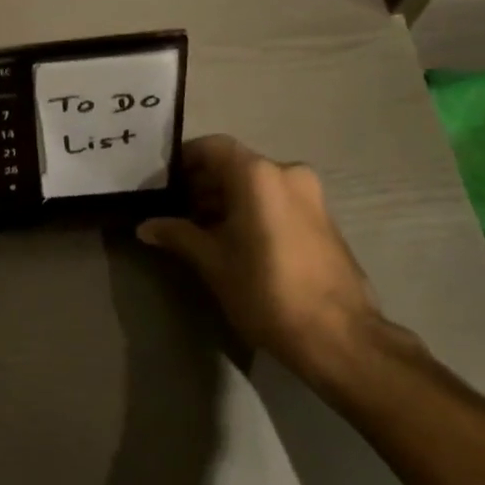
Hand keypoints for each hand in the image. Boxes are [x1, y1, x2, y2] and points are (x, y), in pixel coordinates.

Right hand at [138, 135, 381, 380]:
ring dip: (226, 199)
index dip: (182, 160)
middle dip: (202, 184)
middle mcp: (287, 173)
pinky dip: (251, 210)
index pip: (211, 147)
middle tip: (174, 211)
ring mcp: (310, 195)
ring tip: (199, 230)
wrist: (339, 336)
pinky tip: (232, 241)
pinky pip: (276, 200)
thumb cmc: (266, 290)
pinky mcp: (322, 218)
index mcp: (258, 175)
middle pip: (234, 164)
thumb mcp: (212, 262)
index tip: (161, 183)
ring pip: (256, 184)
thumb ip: (177, 235)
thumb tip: (146, 226)